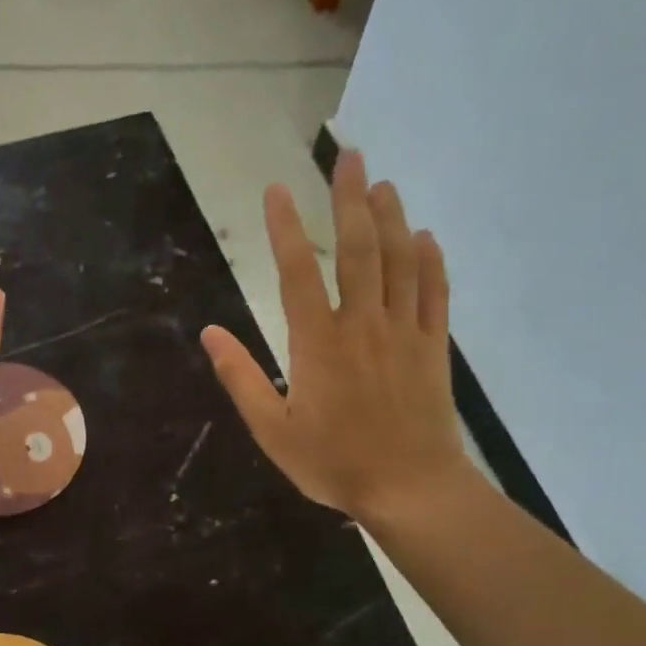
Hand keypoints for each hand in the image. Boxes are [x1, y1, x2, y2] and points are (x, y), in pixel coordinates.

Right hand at [201, 150, 476, 527]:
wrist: (410, 488)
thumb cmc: (334, 462)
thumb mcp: (272, 430)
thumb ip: (241, 378)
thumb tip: (210, 333)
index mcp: (319, 343)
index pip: (299, 272)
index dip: (286, 228)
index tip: (277, 191)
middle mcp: (363, 324)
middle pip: (359, 249)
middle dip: (351, 199)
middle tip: (349, 156)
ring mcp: (404, 332)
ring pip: (400, 262)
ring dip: (392, 218)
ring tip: (383, 184)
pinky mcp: (433, 347)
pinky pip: (435, 294)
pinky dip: (430, 262)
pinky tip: (425, 238)